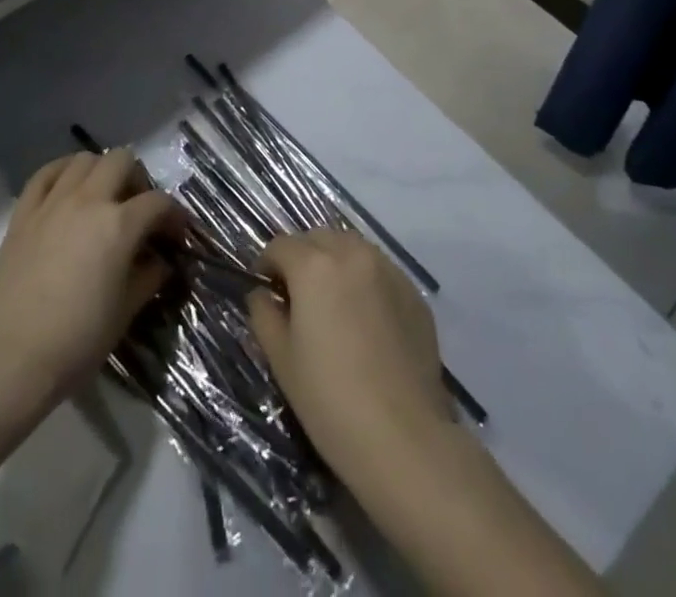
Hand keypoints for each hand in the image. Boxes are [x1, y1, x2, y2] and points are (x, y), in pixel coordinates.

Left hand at [0, 149, 181, 414]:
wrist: (9, 361)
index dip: (174, 216)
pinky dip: (62, 172)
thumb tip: (160, 261)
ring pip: (84, 160)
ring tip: (103, 198)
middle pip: (122, 161)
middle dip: (138, 180)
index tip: (176, 235)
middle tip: (138, 209)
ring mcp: (52, 203)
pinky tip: (68, 189)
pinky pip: (45, 174)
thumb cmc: (76, 342)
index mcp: (119, 225)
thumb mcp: (125, 312)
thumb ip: (149, 277)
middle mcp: (88, 201)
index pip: (158, 203)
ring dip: (101, 172)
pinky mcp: (23, 213)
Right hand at [246, 229, 451, 479]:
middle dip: (302, 257)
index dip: (267, 265)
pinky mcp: (413, 291)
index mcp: (314, 265)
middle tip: (297, 295)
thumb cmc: (330, 399)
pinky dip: (365, 279)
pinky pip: (380, 270)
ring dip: (335, 262)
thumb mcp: (281, 359)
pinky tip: (365, 318)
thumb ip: (264, 315)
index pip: (281, 245)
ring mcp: (388, 269)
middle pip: (318, 238)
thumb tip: (262, 295)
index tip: (266, 290)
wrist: (403, 437)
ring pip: (352, 247)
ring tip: (332, 302)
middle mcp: (352, 253)